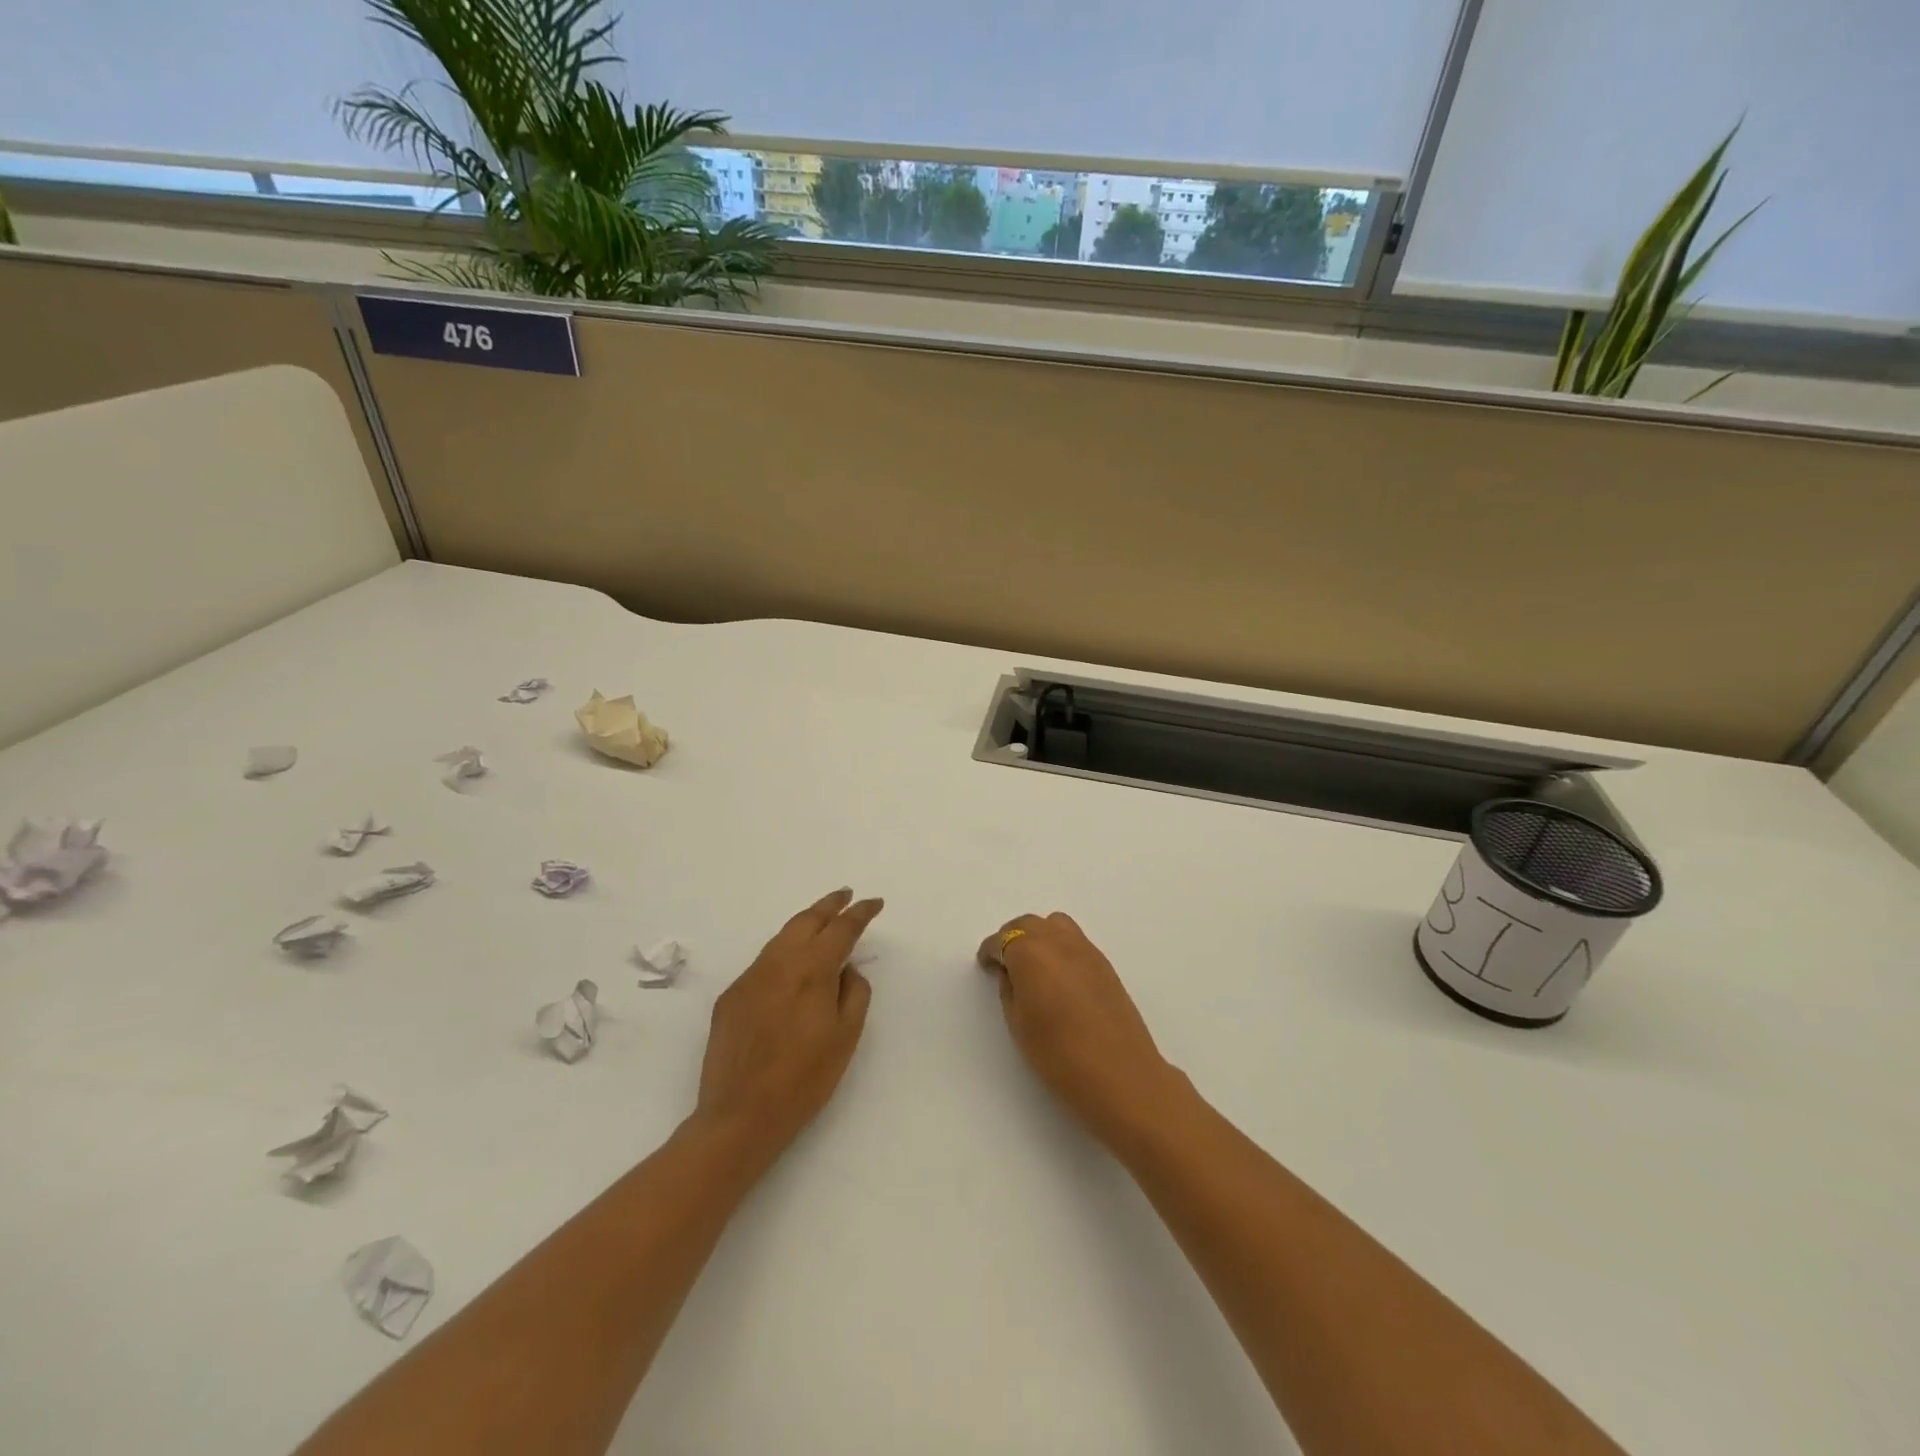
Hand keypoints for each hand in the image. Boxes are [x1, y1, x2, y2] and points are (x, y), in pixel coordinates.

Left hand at [694, 888, 882, 1161]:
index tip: (874, 903)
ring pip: (782, 937)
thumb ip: (854, 993)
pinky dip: (784, 951)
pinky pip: (764, 961)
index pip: (841, 929)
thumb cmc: (804, 1080)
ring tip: (822, 919)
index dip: (860, 913)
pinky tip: (792, 962)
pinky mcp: (731, 995)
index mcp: (811, 971)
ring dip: (805, 923)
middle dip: (829, 905)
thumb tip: (847, 968)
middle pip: (807, 920)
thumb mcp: (845, 1038)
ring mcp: (750, 977)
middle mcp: (778, 963)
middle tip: (847, 895)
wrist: (739, 1116)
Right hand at [978, 912, 1177, 1146]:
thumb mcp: (1019, 1024)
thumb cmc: (1060, 1055)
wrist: (1121, 1074)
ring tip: (1035, 966)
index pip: (1002, 940)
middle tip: (1006, 964)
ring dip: (1039, 936)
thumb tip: (1012, 973)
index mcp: (1030, 953)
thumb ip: (1010, 990)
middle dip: (1013, 939)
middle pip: (1029, 924)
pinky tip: (1059, 976)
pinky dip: (1060, 947)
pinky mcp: (1105, 963)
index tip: (986, 965)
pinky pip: (1075, 940)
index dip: (990, 952)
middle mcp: (1057, 941)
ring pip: (1055, 925)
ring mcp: (1085, 949)